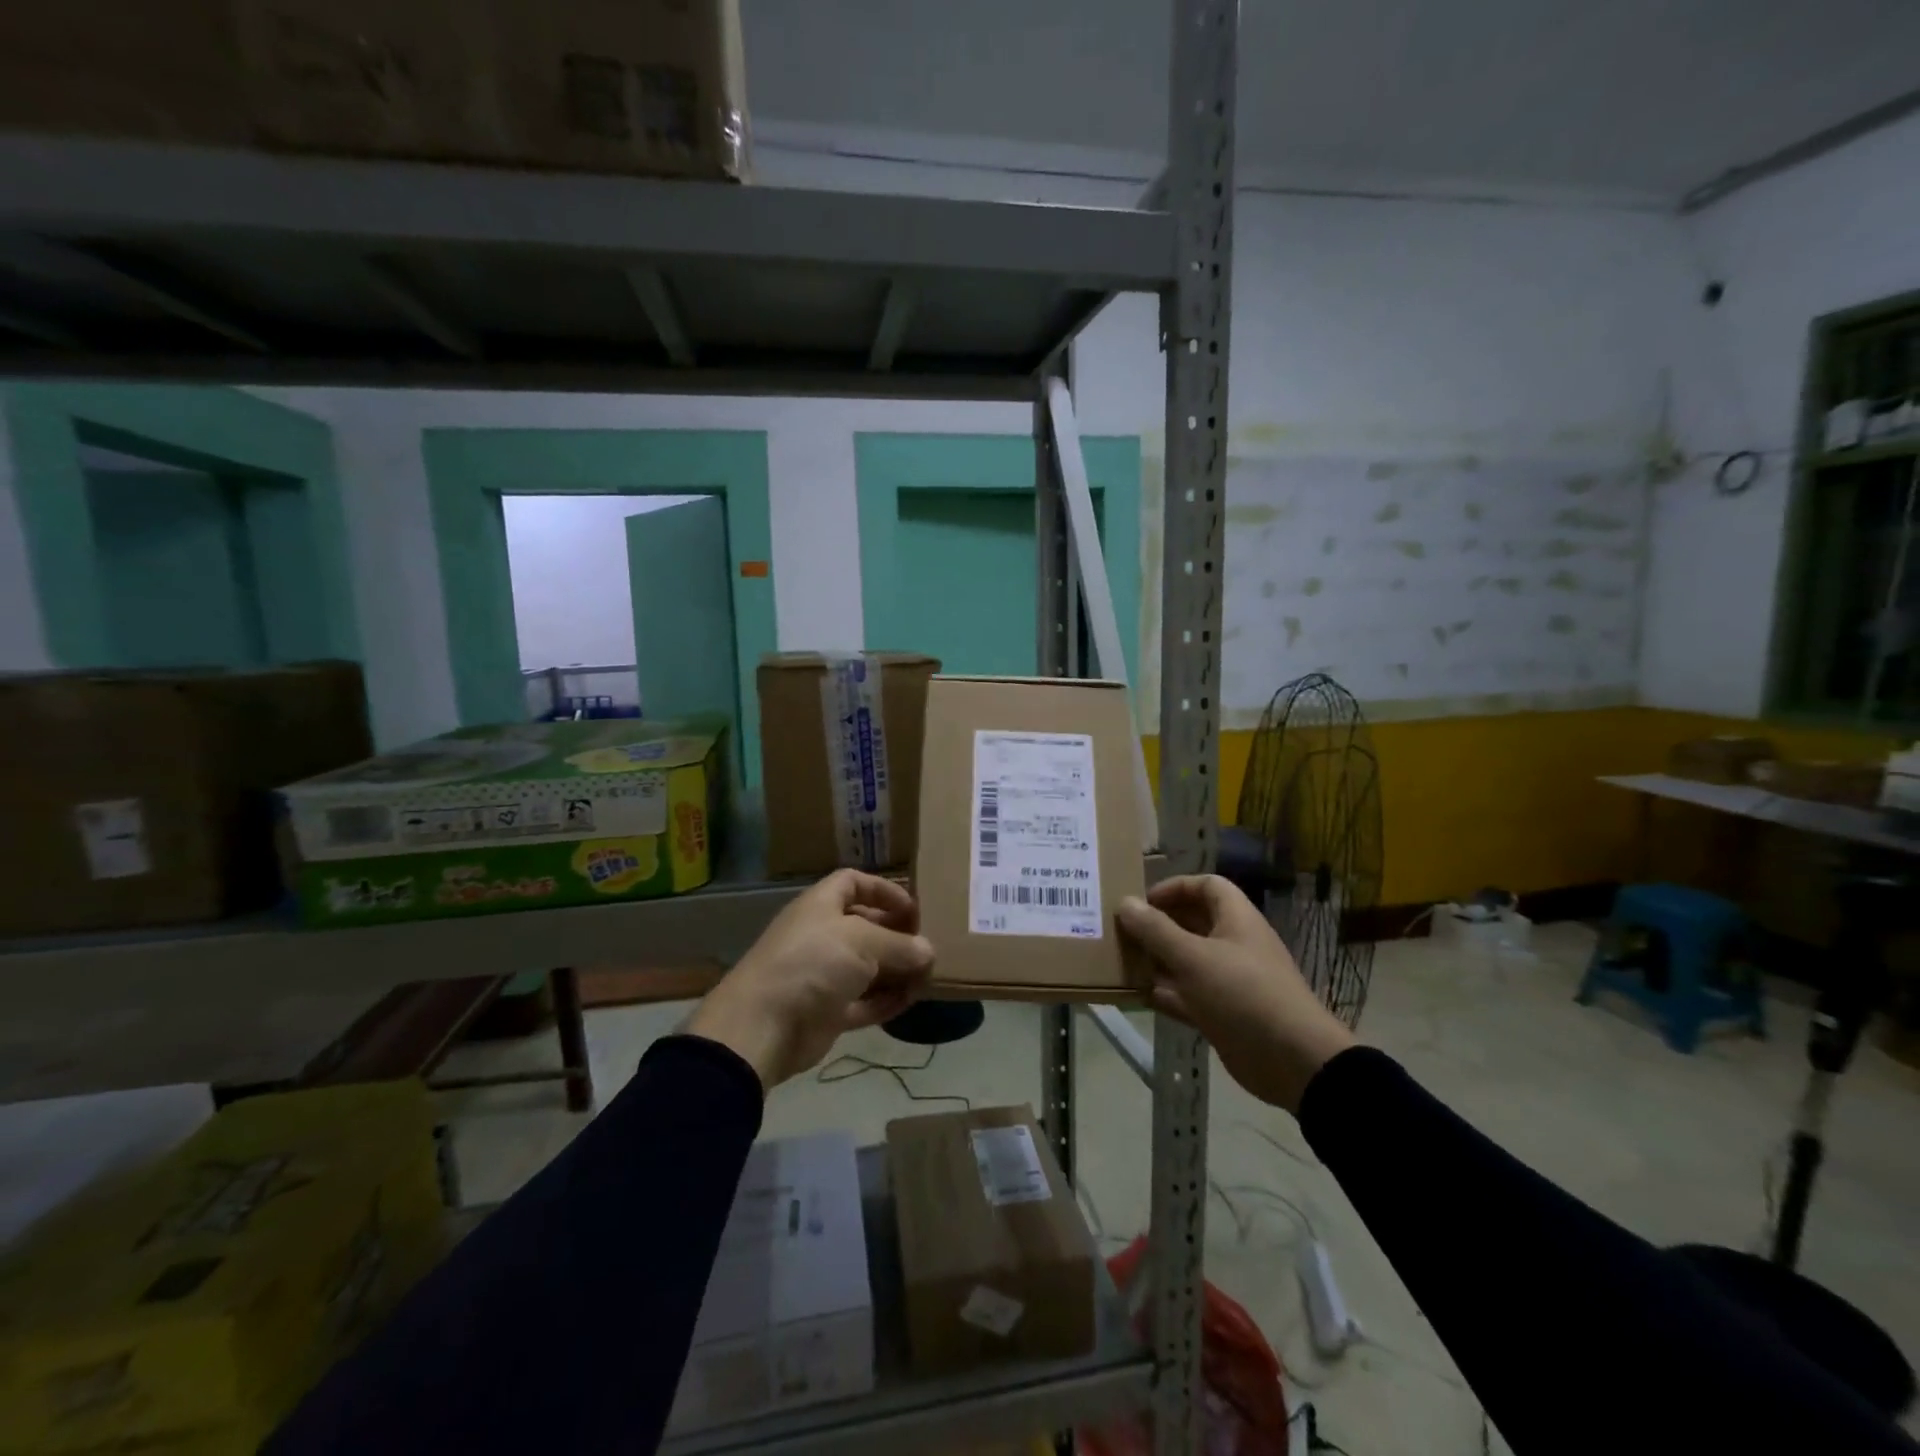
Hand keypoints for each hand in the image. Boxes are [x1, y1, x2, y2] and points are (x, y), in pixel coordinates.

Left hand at [686, 870, 934, 1089]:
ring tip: (928, 976)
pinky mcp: (826, 1011)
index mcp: (821, 906)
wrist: (763, 1025)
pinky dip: (885, 1001)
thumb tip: (928, 951)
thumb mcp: (862, 942)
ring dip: (896, 971)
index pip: (853, 883)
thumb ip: (899, 944)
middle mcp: (821, 935)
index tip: (913, 907)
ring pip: (866, 967)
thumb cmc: (813, 963)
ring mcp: (822, 975)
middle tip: (928, 945)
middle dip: (896, 934)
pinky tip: (911, 1001)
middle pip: (864, 926)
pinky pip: (863, 1001)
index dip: (883, 890)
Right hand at [1118, 874, 1354, 1113]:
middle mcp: (1234, 944)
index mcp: (1236, 919)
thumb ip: (1156, 930)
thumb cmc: (1243, 994)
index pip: (1206, 886)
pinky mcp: (1223, 1013)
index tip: (1143, 901)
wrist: (1293, 1061)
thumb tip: (1125, 902)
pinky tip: (1136, 995)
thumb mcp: (1193, 958)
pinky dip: (1165, 993)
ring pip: (1187, 961)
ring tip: (1122, 961)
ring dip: (1157, 960)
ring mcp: (1229, 981)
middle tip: (1123, 931)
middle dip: (1159, 925)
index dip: (1175, 887)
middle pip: (1192, 922)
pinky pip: (1188, 995)